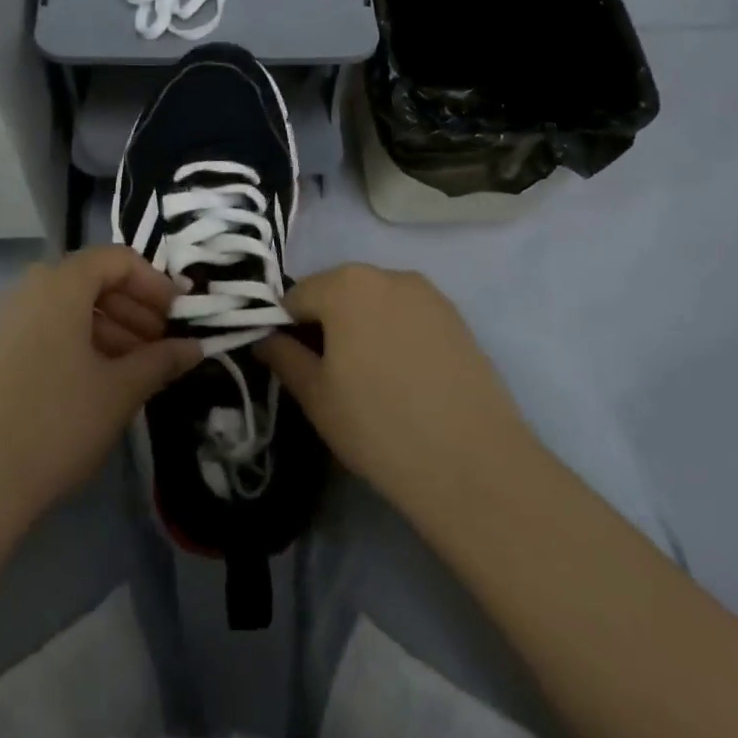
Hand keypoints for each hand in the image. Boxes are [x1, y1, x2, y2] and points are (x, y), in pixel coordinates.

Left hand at [0, 245, 201, 522]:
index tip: (179, 317)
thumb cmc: (56, 423)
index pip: (117, 260)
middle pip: (90, 281)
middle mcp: (25, 289)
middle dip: (133, 309)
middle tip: (160, 346)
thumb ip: (161, 360)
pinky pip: (41, 330)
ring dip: (107, 329)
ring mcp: (0, 321)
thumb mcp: (120, 390)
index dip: (155, 284)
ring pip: (66, 309)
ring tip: (133, 370)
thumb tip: (195, 347)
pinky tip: (93, 383)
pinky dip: (75, 344)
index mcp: (59, 283)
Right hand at [254, 265, 532, 526]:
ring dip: (362, 327)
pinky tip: (404, 378)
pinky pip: (408, 316)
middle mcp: (388, 274)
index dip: (285, 329)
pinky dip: (395, 335)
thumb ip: (283, 357)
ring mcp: (429, 294)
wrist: (472, 463)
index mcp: (345, 284)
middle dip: (325, 323)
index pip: (295, 296)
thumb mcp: (315, 395)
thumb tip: (266, 339)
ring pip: (375, 302)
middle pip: (338, 291)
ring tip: (370, 378)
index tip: (292, 365)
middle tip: (329, 375)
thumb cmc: (377, 425)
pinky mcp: (458, 318)